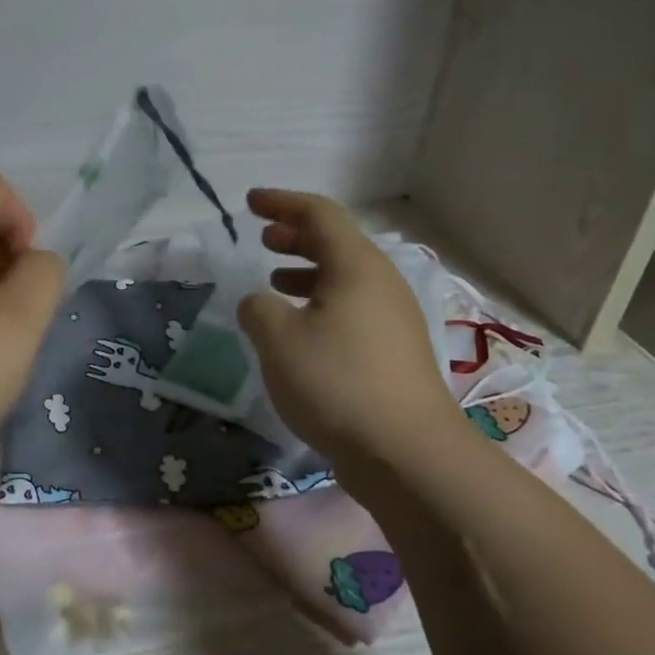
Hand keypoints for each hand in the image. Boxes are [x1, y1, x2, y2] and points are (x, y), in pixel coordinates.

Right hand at [236, 189, 464, 468]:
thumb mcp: (278, 340)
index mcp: (356, 268)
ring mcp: (392, 319)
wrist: (404, 451)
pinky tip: (300, 330)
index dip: (282, 203)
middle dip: (296, 235)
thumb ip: (257, 309)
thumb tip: (259, 303)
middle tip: (264, 237)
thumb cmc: (336, 383)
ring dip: (306, 272)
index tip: (250, 202)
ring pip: (345, 279)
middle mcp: (380, 284)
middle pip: (337, 243)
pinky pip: (352, 309)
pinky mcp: (393, 352)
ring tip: (274, 281)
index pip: (319, 215)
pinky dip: (320, 303)